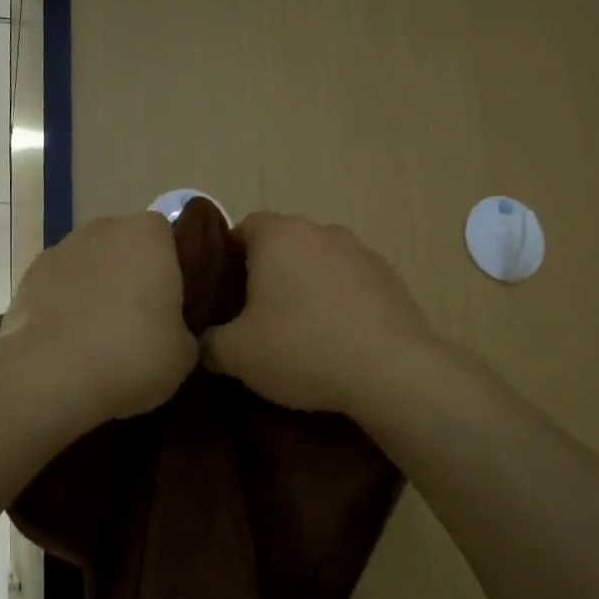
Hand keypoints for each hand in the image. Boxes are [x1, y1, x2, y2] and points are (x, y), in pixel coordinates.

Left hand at [0, 212, 197, 425]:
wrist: (51, 375)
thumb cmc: (133, 354)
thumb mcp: (184, 353)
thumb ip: (184, 330)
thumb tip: (173, 333)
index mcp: (148, 235)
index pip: (167, 235)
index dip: (171, 267)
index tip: (173, 302)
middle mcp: (103, 229)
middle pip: (124, 246)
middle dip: (131, 275)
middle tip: (140, 322)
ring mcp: (60, 250)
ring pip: (89, 266)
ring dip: (95, 290)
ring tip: (100, 338)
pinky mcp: (27, 278)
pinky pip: (58, 288)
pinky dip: (64, 307)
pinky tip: (68, 344)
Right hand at [202, 212, 439, 417]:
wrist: (392, 371)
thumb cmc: (302, 349)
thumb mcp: (236, 354)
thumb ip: (210, 342)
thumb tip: (206, 342)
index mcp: (279, 236)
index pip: (244, 228)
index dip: (228, 257)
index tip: (224, 292)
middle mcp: (321, 232)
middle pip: (284, 244)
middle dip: (268, 273)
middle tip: (255, 315)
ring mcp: (361, 253)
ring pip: (319, 263)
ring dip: (306, 287)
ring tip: (300, 330)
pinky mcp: (391, 279)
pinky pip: (351, 283)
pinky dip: (339, 302)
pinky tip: (337, 340)